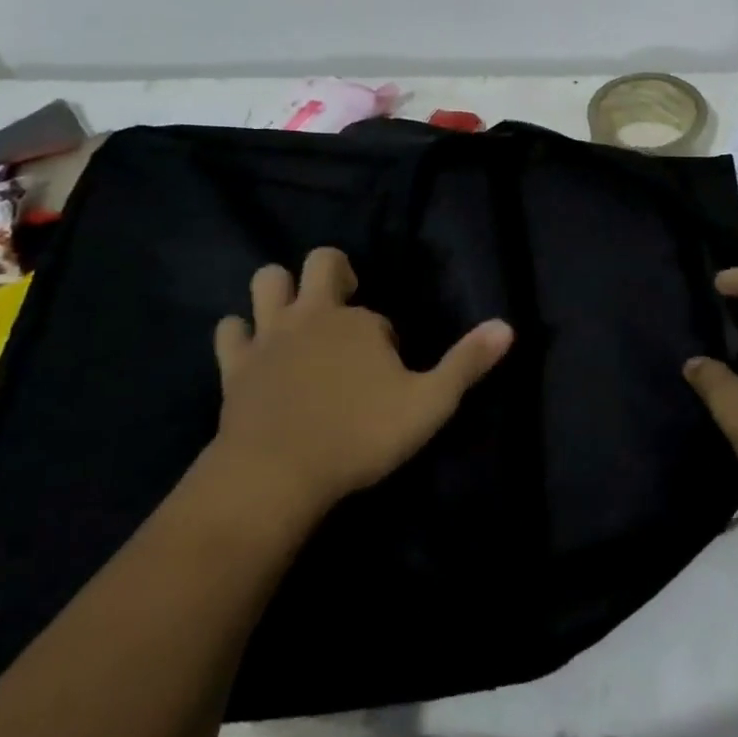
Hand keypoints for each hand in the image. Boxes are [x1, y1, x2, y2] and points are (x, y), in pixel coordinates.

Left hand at [203, 248, 513, 517]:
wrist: (276, 473)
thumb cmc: (358, 436)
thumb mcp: (429, 404)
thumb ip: (467, 364)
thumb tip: (508, 326)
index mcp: (358, 321)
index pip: (376, 314)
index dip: (384, 337)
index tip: (387, 372)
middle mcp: (313, 314)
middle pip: (320, 263)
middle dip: (333, 273)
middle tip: (343, 305)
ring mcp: (269, 336)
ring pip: (267, 281)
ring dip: (280, 292)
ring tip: (295, 319)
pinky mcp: (235, 364)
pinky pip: (229, 331)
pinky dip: (240, 334)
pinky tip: (252, 351)